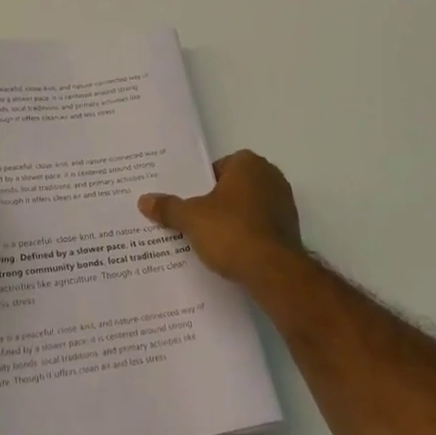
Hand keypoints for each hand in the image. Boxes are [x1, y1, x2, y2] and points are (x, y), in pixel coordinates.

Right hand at [138, 150, 302, 284]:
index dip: (202, 184)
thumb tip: (144, 200)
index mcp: (248, 163)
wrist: (273, 271)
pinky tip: (232, 252)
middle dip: (218, 201)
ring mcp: (285, 202)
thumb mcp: (191, 219)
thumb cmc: (231, 231)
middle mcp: (271, 176)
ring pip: (249, 206)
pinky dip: (249, 234)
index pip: (218, 167)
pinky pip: (262, 225)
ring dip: (234, 218)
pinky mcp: (291, 228)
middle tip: (195, 220)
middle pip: (234, 186)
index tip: (190, 202)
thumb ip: (168, 207)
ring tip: (211, 239)